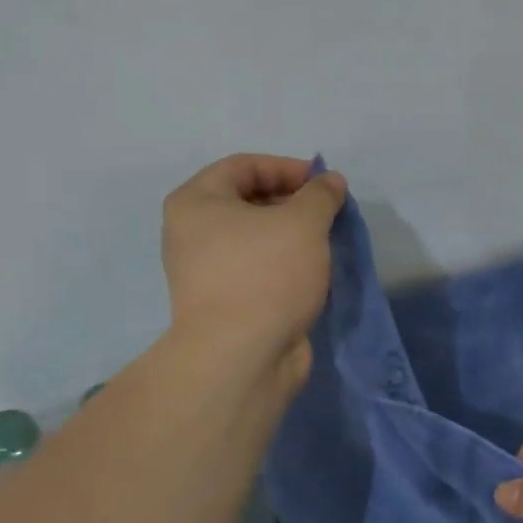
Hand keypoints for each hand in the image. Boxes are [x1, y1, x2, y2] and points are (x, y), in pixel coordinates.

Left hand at [161, 154, 346, 384]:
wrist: (241, 357)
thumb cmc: (266, 275)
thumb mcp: (303, 223)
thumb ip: (320, 195)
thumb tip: (330, 182)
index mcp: (195, 203)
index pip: (244, 166)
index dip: (288, 168)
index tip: (325, 185)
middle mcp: (191, 233)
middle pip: (247, 201)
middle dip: (292, 203)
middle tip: (329, 215)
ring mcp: (205, 272)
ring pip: (255, 239)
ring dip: (292, 236)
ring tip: (325, 244)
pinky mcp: (224, 303)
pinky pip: (257, 270)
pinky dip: (284, 265)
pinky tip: (312, 274)